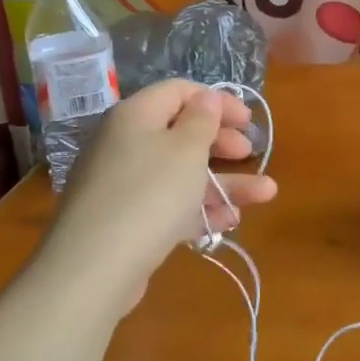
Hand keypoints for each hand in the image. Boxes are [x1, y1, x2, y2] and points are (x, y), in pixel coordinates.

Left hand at [46, 79, 276, 301]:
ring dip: (224, 181)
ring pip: (181, 173)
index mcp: (136, 115)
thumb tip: (205, 98)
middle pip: (181, 132)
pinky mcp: (125, 220)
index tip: (248, 120)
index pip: (179, 91)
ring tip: (265, 194)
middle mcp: (125, 143)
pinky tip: (230, 221)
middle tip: (250, 153)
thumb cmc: (150, 194)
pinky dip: (198, 208)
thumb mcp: (187, 150)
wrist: (94, 268)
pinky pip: (168, 203)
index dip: (217, 100)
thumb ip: (202, 119)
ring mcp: (123, 184)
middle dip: (222, 143)